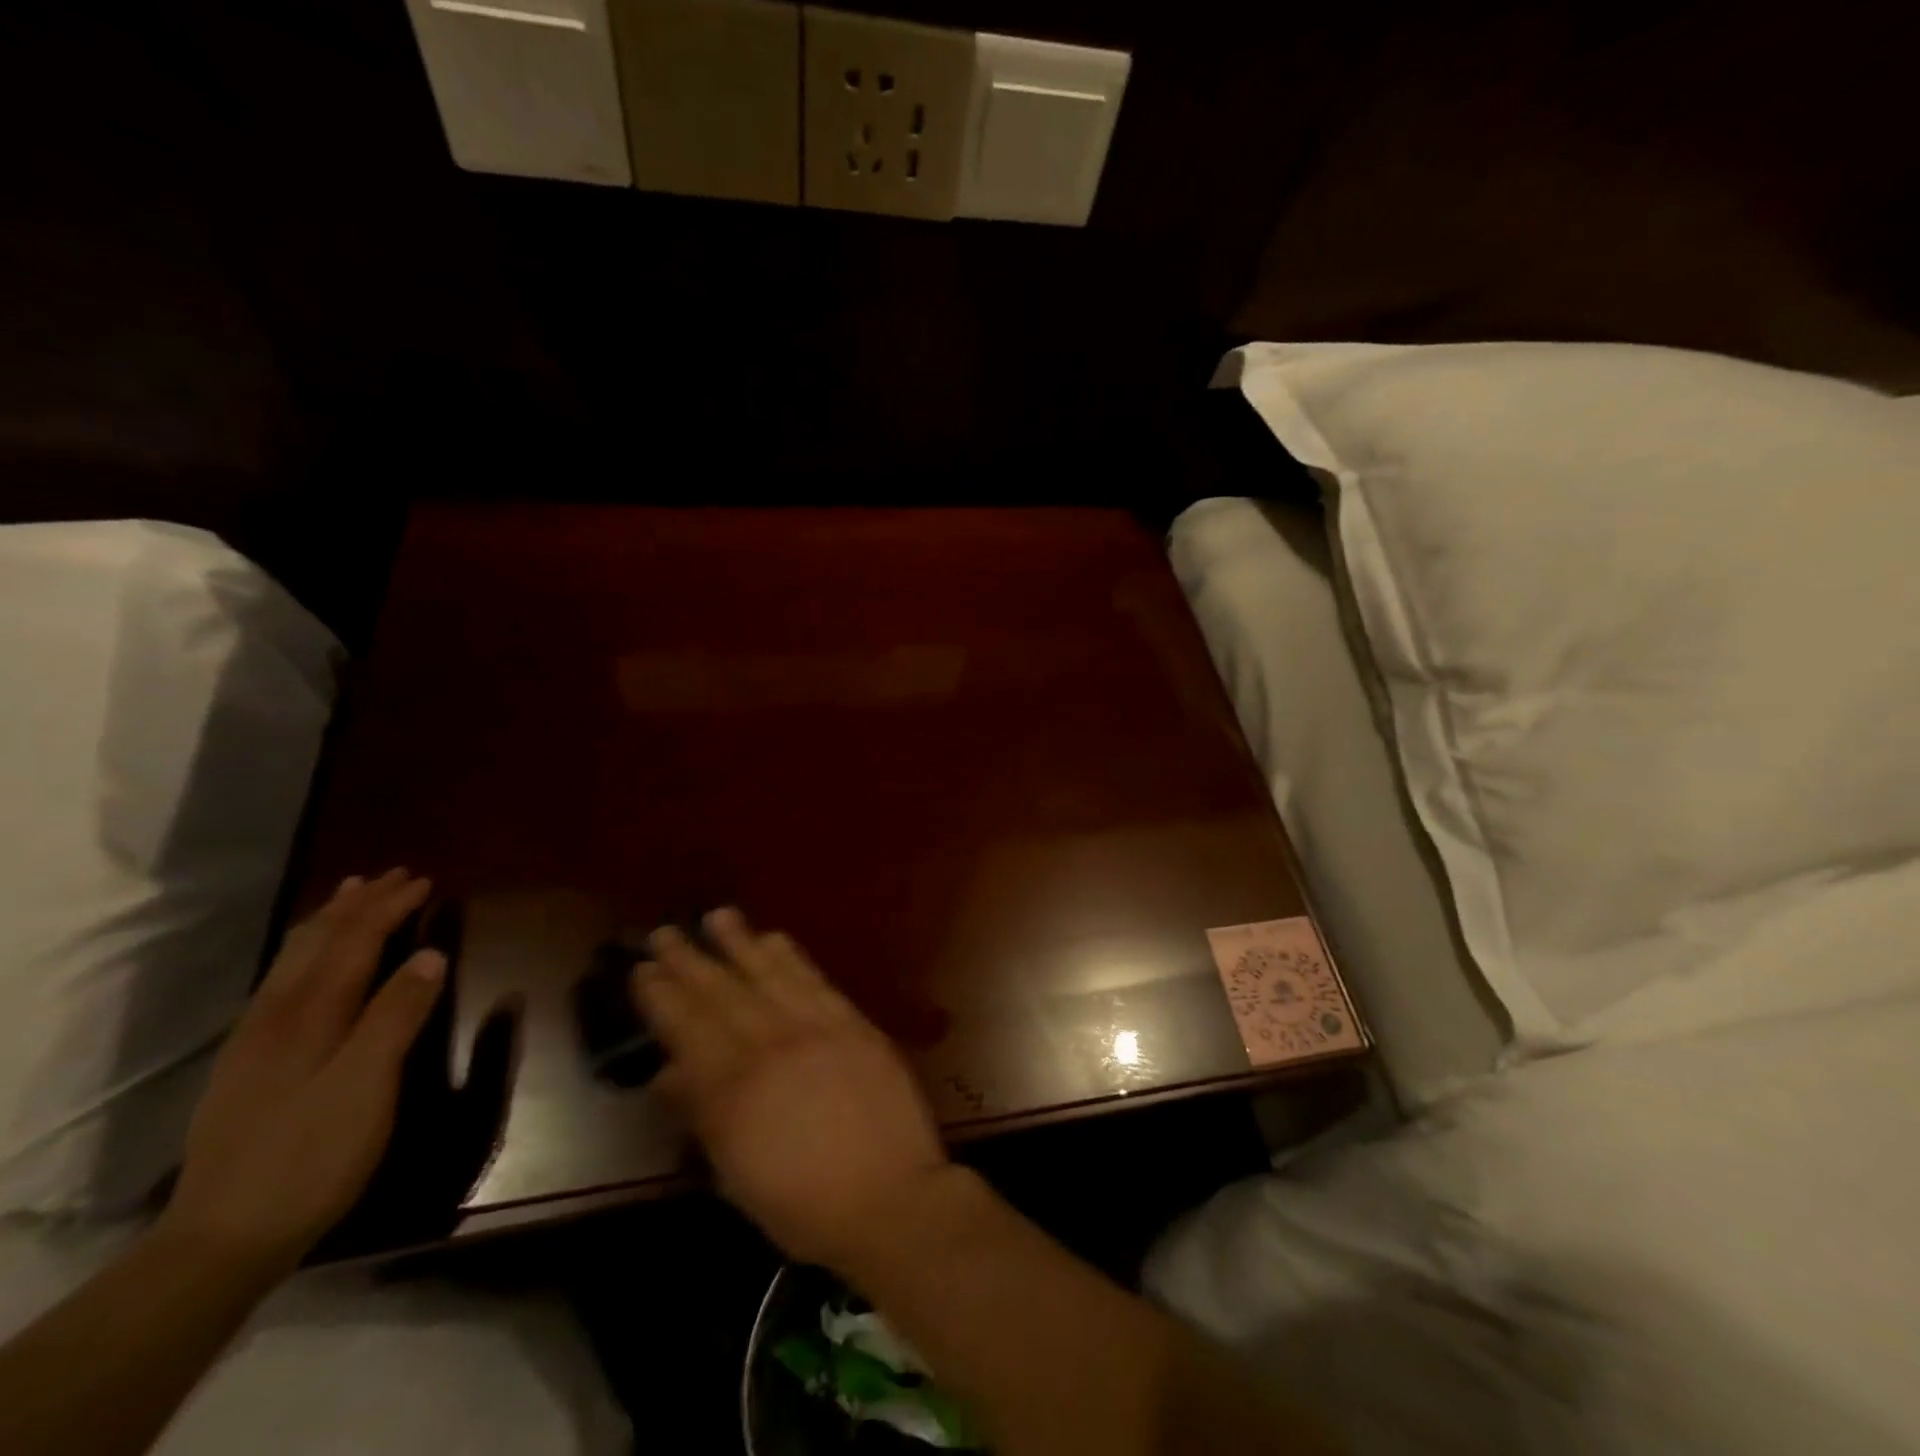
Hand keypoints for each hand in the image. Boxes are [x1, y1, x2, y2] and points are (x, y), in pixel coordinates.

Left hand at [160, 870, 446, 1268]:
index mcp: (310, 1014)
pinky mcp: (248, 1064)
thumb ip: (397, 1015)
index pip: (353, 941)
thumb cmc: (313, 1154)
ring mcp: (254, 1040)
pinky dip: (306, 954)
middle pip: (317, 943)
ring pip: (292, 961)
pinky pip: (281, 984)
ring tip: (347, 897)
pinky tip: (309, 964)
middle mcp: (276, 1015)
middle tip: (390, 875)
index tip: (424, 880)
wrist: (223, 1237)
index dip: (388, 907)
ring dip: (326, 923)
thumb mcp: (368, 1083)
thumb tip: (430, 954)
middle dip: (356, 904)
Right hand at [634, 910, 949, 1269]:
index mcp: (731, 1090)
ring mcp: (814, 1028)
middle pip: (720, 994)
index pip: (686, 1029)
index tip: (643, 969)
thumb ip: (701, 1114)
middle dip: (688, 960)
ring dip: (738, 942)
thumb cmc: (803, 1205)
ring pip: (767, 974)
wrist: (888, 1196)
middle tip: (664, 932)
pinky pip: (814, 979)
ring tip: (717, 915)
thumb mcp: (735, 1174)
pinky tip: (774, 937)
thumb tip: (668, 1073)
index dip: (661, 996)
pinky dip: (790, 956)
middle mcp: (768, 1046)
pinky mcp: (851, 1021)